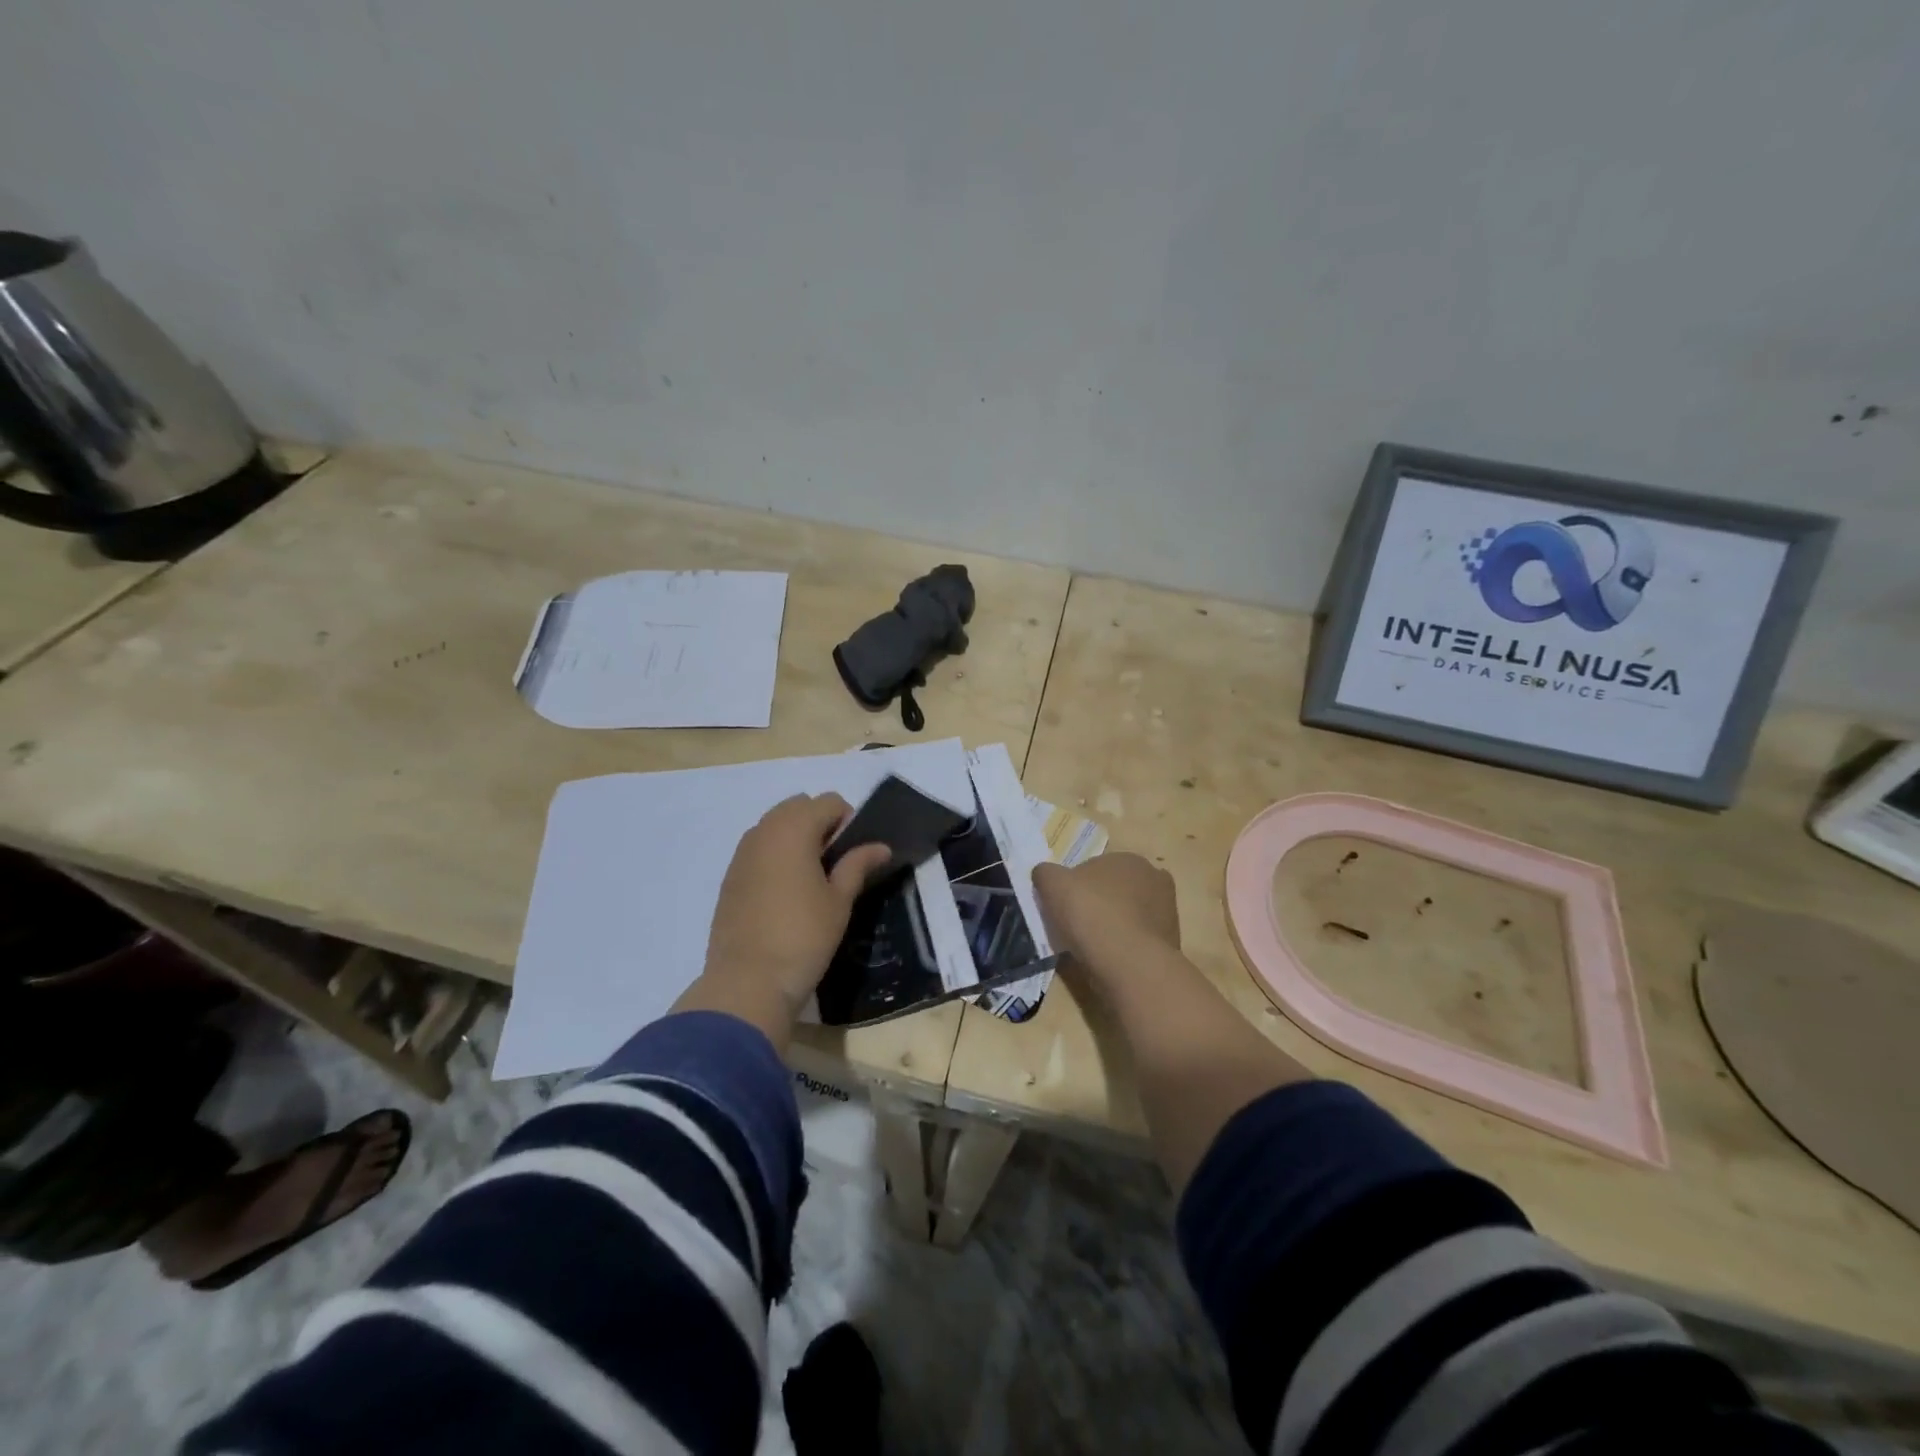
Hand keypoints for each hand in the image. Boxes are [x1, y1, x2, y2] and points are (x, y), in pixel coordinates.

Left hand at [687, 794, 892, 1039]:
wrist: (747, 982)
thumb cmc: (803, 936)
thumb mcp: (839, 900)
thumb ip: (858, 865)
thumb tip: (880, 846)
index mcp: (793, 829)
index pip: (828, 802)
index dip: (848, 821)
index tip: (854, 855)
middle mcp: (763, 831)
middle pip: (798, 807)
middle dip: (820, 824)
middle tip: (834, 864)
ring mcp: (741, 853)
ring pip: (775, 826)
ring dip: (796, 838)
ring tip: (811, 879)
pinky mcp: (730, 877)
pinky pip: (758, 849)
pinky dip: (776, 856)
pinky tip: (785, 893)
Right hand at [1032, 853, 1179, 974]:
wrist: (1130, 964)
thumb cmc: (1091, 914)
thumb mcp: (1053, 885)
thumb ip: (1045, 873)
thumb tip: (1045, 873)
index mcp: (1129, 859)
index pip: (1096, 868)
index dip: (1078, 886)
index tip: (1066, 906)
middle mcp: (1155, 879)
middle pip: (1116, 890)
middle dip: (1100, 904)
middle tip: (1078, 925)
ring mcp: (1167, 912)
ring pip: (1129, 915)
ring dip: (1114, 926)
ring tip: (1093, 947)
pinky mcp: (1170, 943)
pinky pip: (1138, 940)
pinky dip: (1125, 947)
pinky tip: (1111, 960)